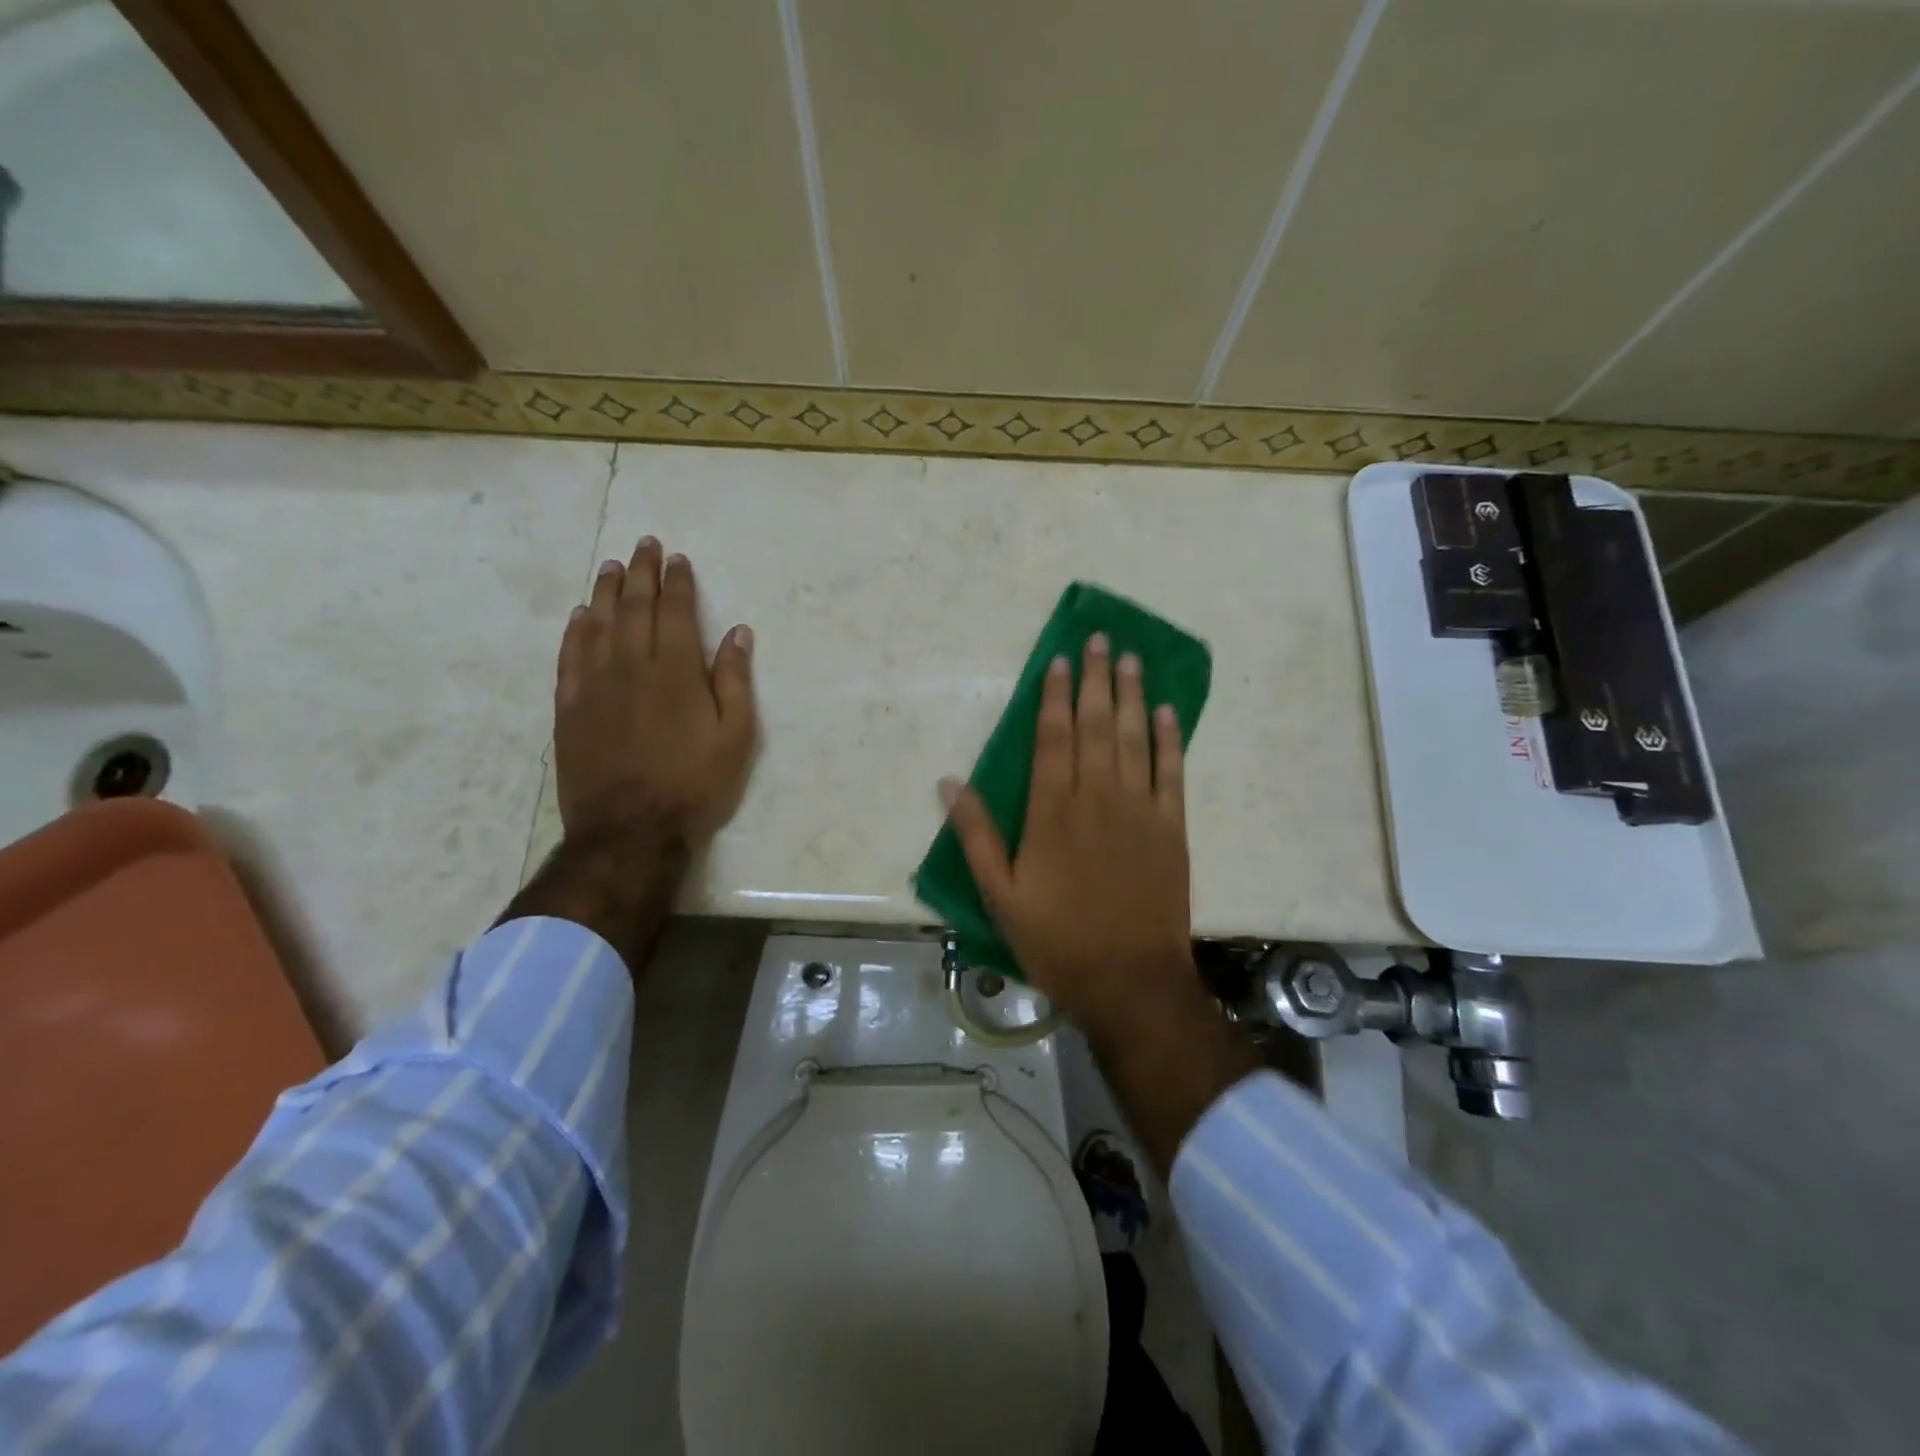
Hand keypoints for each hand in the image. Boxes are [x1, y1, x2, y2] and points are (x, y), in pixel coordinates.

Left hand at [554, 537, 756, 846]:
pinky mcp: (569, 707)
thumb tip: (737, 633)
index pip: (674, 612)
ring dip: (607, 591)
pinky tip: (581, 615)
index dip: (678, 583)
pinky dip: (575, 630)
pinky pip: (569, 656)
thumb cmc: (694, 783)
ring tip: (612, 567)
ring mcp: (594, 684)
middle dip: (643, 573)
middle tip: (645, 545)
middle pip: (634, 607)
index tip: (678, 559)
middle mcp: (631, 665)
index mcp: (676, 671)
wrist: (630, 829)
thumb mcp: (736, 736)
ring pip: (598, 624)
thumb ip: (734, 680)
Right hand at [942, 632, 1257, 1174]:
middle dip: (1097, 679)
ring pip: (1135, 738)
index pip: (1053, 738)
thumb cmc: (1057, 940)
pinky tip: (1167, 712)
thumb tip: (949, 783)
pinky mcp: (1171, 828)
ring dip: (1133, 695)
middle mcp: (1097, 797)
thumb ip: (976, 836)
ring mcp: (1139, 809)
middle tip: (1101, 640)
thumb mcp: (1000, 895)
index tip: (1059, 661)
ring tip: (1131, 659)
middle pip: (1096, 725)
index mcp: (1052, 811)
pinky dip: (1170, 739)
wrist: (1130, 982)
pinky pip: (1172, 772)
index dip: (1054, 696)